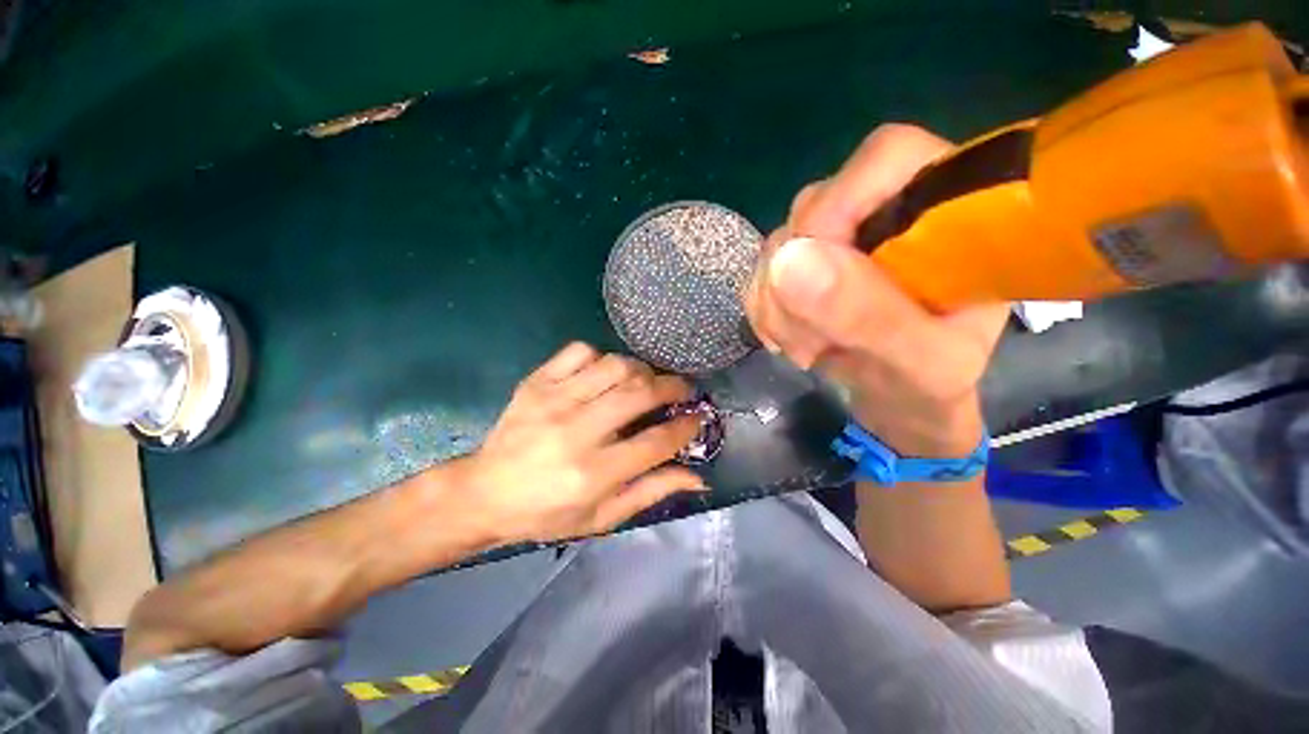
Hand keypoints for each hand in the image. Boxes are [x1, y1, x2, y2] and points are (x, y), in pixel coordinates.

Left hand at [456, 342, 703, 543]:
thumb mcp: (602, 517)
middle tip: (683, 390)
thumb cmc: (547, 513)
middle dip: (673, 387)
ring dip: (641, 370)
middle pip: (640, 393)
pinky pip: (581, 351)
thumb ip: (651, 492)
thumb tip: (698, 478)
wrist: (484, 493)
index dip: (686, 426)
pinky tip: (604, 374)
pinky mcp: (536, 382)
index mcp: (593, 473)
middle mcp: (575, 432)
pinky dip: (602, 357)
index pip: (657, 441)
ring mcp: (553, 401)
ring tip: (646, 382)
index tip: (697, 417)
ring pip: (615, 366)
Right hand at [746, 124, 1008, 457]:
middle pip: (812, 207)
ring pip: (777, 245)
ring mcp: (836, 240)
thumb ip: (867, 314)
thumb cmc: (931, 386)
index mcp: (946, 215)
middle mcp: (885, 213)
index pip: (884, 158)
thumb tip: (789, 262)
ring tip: (806, 349)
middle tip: (813, 340)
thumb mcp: (919, 363)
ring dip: (777, 304)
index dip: (838, 205)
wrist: (898, 403)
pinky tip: (788, 339)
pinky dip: (764, 310)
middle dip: (798, 281)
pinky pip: (761, 273)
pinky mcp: (804, 266)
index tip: (819, 273)